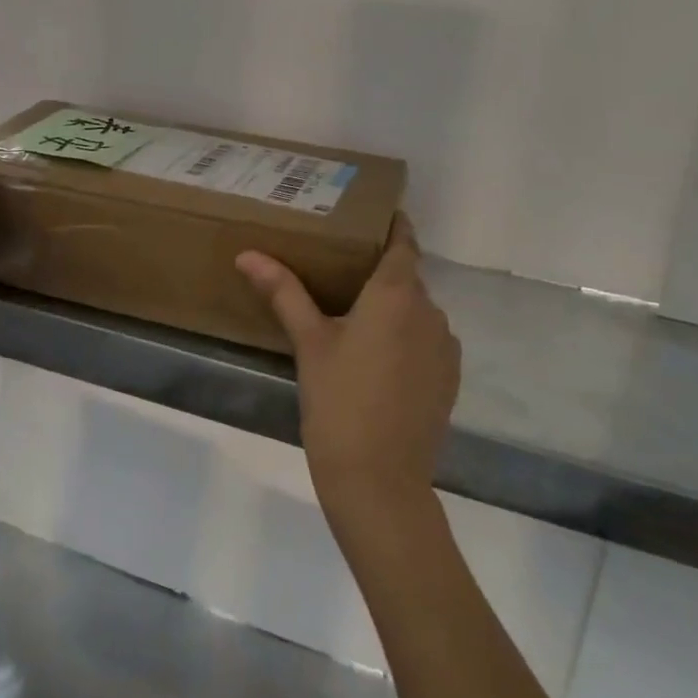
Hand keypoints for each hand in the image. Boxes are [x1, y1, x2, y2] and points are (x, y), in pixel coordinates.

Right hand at [236, 213, 459, 519]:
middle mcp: (430, 312)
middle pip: (407, 277)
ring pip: (417, 312)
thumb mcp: (308, 343)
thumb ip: (283, 292)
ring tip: (355, 319)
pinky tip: (377, 360)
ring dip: (393, 309)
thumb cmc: (339, 402)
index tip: (373, 214)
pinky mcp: (449, 379)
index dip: (393, 225)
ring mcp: (445, 347)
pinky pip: (427, 341)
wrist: (380, 483)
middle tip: (340, 272)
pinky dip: (406, 338)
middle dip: (379, 272)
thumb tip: (248, 254)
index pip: (404, 242)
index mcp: (397, 294)